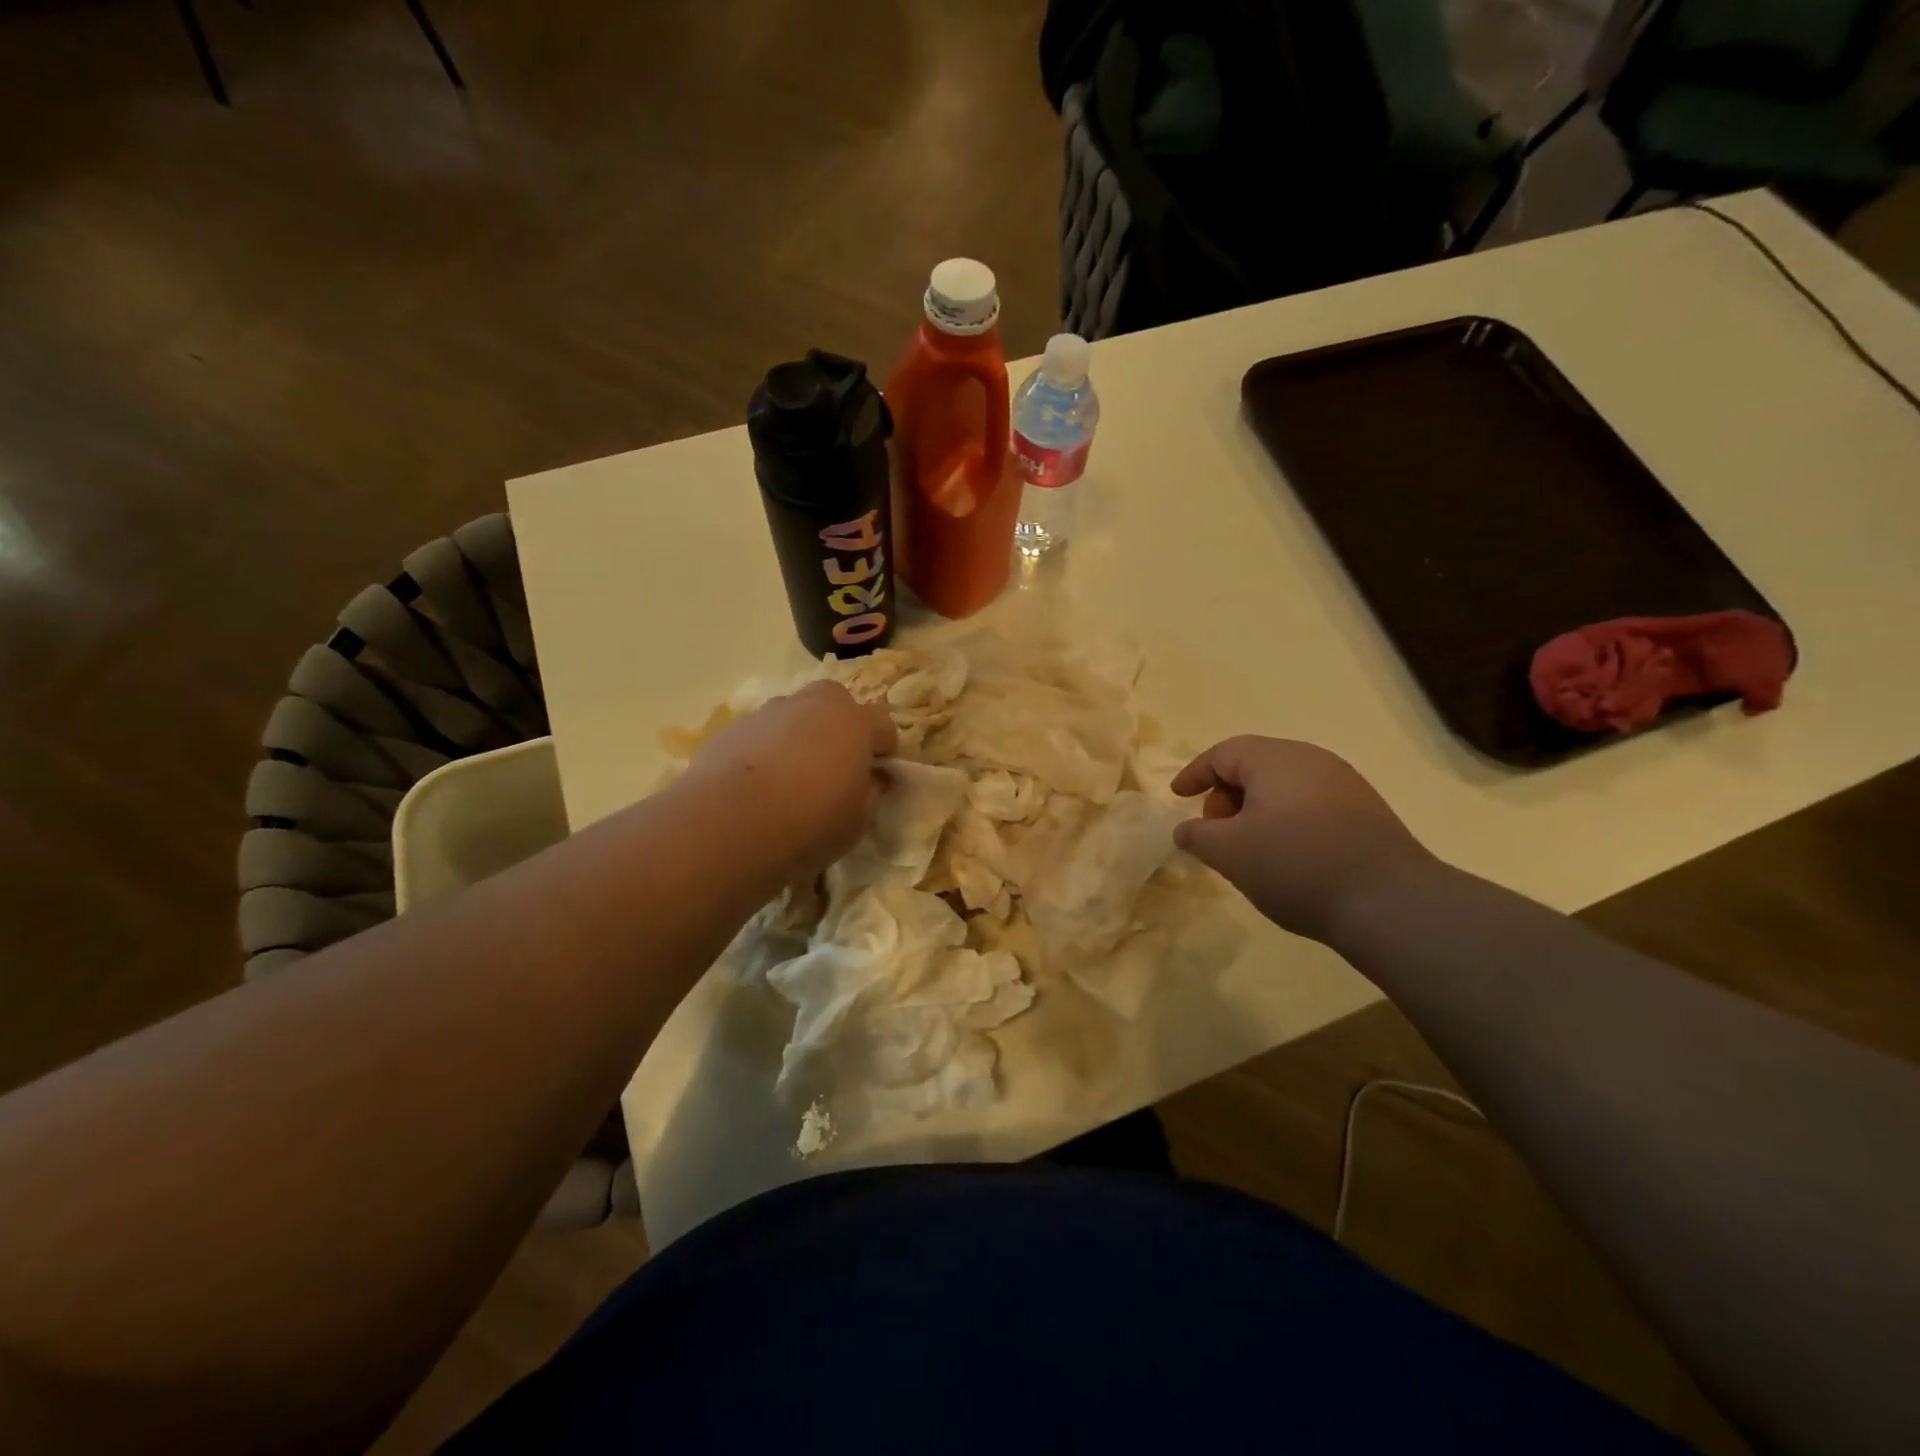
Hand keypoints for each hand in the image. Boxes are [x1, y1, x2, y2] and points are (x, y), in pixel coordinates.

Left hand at [683, 680, 897, 881]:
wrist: (730, 823)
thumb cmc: (810, 822)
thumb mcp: (858, 820)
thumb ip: (872, 792)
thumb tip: (871, 779)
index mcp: (855, 722)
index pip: (883, 724)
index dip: (884, 749)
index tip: (876, 775)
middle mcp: (814, 704)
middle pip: (836, 702)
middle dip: (840, 726)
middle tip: (834, 765)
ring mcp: (770, 712)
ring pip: (795, 715)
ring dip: (800, 735)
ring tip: (790, 777)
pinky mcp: (734, 727)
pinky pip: (762, 733)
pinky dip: (765, 749)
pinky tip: (756, 785)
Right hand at [1171, 737, 1438, 944]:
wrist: (1390, 902)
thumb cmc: (1295, 865)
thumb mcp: (1228, 852)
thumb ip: (1197, 835)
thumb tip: (1187, 829)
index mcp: (1274, 759)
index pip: (1222, 753)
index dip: (1195, 773)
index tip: (1177, 796)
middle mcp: (1311, 760)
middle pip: (1255, 765)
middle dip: (1226, 794)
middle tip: (1215, 831)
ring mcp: (1344, 784)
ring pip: (1284, 786)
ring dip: (1256, 810)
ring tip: (1248, 848)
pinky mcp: (1366, 812)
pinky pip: (1310, 804)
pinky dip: (1285, 821)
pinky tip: (1287, 856)